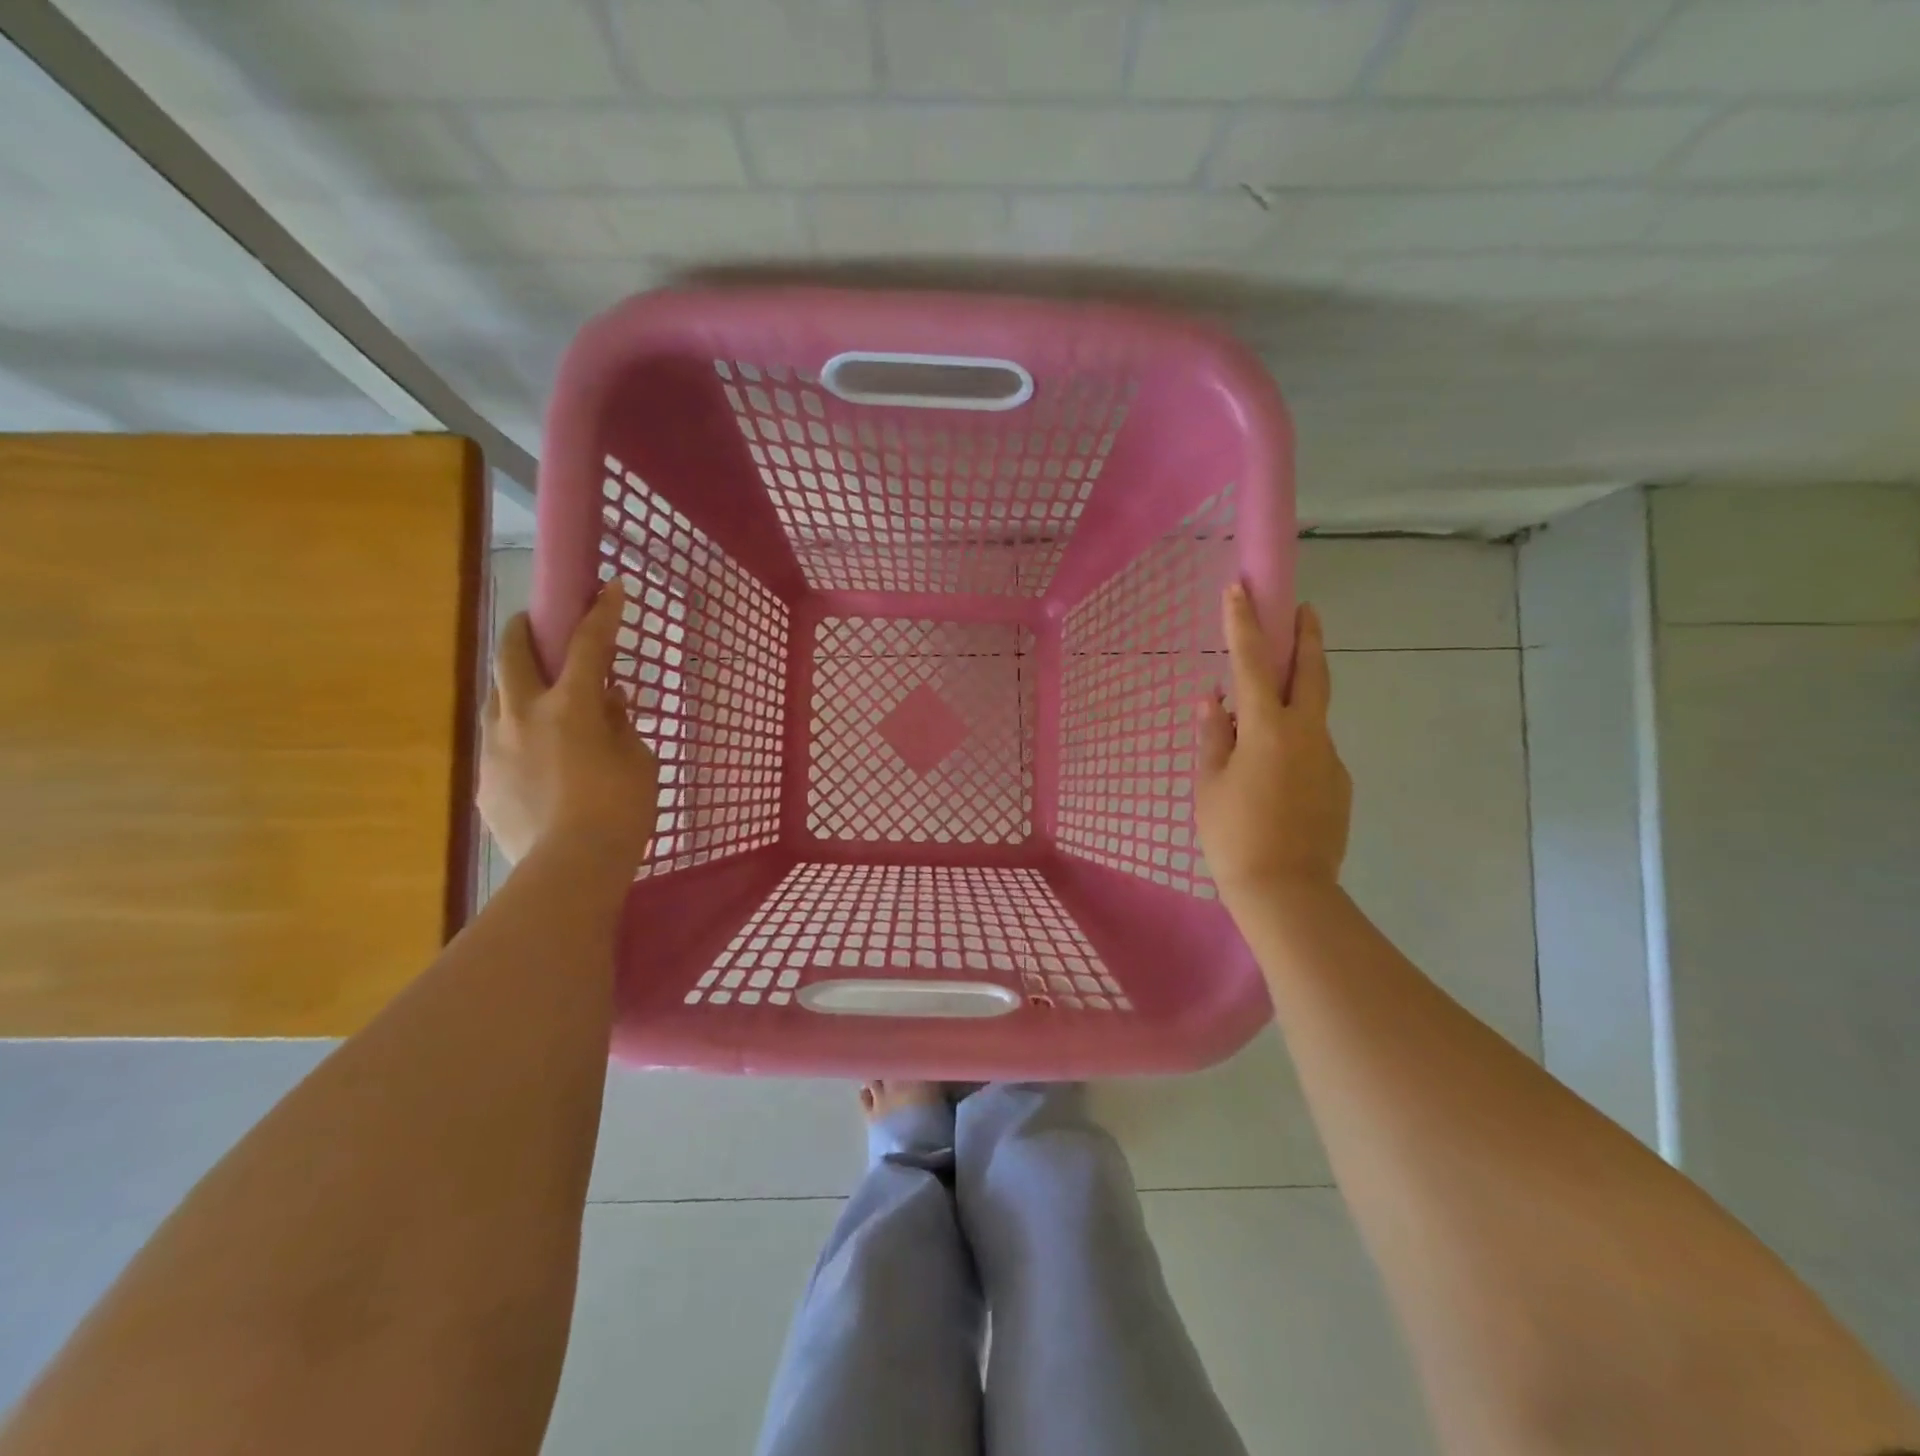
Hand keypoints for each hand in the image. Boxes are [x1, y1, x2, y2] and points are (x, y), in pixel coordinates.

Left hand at [479, 584, 658, 871]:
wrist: (570, 868)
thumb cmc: (620, 809)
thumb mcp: (638, 760)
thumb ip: (620, 724)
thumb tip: (609, 701)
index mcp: (570, 706)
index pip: (589, 644)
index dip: (603, 612)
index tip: (610, 587)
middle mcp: (523, 715)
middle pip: (513, 654)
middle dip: (525, 628)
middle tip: (535, 622)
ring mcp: (496, 747)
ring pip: (497, 697)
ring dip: (515, 685)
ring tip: (536, 699)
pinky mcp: (485, 780)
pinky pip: (499, 743)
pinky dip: (518, 737)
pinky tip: (537, 761)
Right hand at [1195, 587, 1350, 906]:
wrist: (1287, 892)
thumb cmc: (1233, 836)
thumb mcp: (1210, 784)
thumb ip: (1213, 736)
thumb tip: (1212, 700)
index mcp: (1269, 729)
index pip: (1253, 663)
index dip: (1244, 624)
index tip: (1239, 590)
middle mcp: (1307, 734)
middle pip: (1312, 672)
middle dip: (1307, 636)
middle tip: (1304, 609)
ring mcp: (1329, 758)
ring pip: (1313, 714)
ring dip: (1296, 698)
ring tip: (1263, 718)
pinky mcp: (1339, 784)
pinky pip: (1313, 750)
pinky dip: (1295, 743)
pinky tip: (1275, 773)